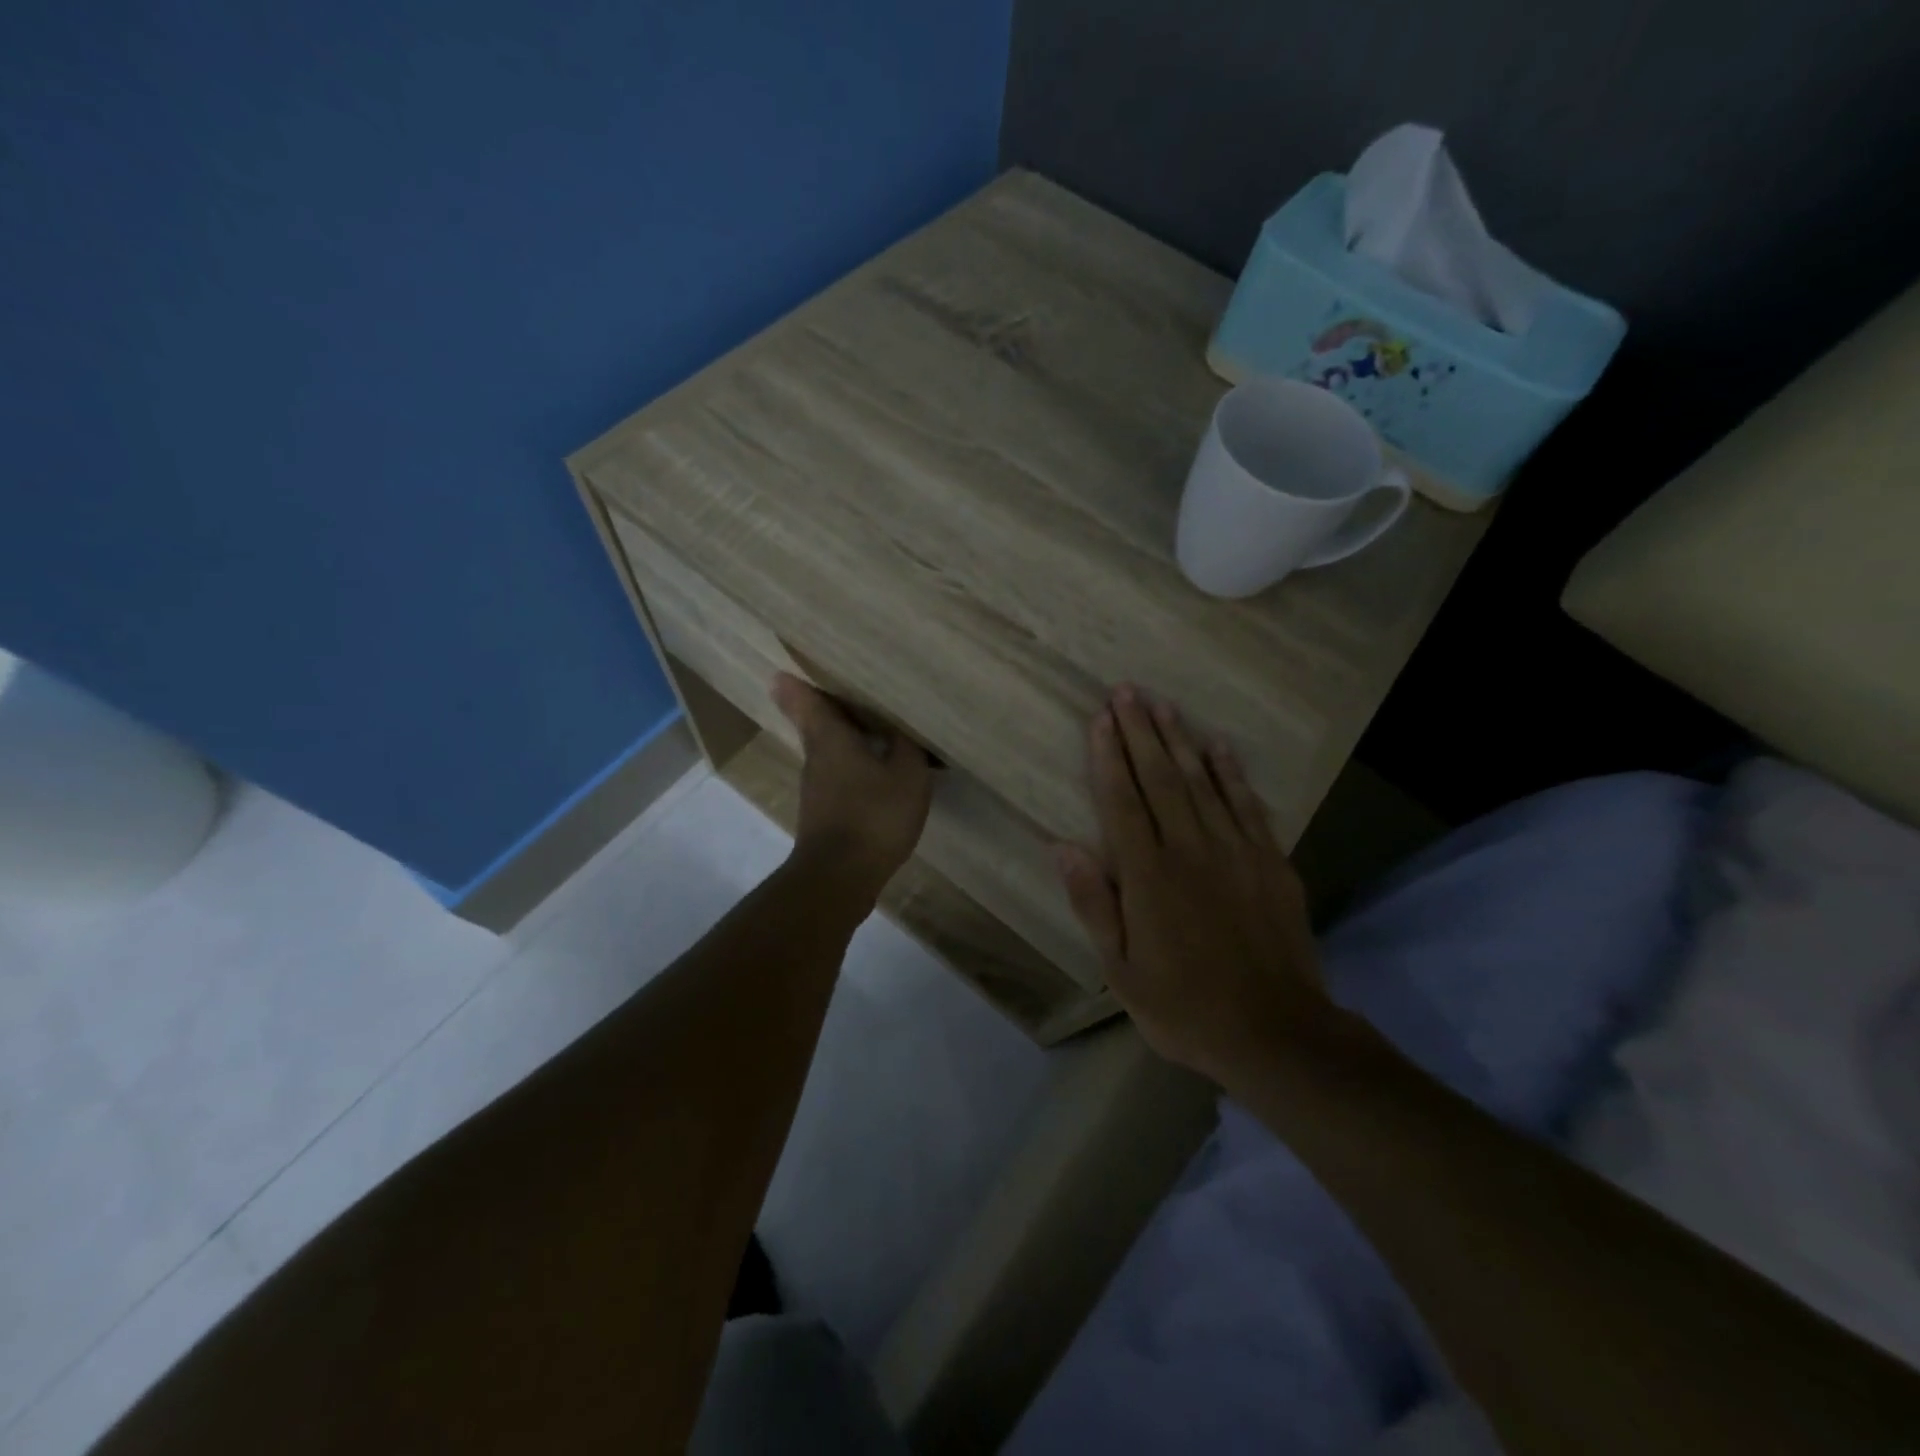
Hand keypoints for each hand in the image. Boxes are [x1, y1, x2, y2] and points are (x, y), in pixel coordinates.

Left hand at [772, 673, 933, 900]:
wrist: (840, 877)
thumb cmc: (874, 816)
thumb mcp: (906, 775)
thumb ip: (906, 745)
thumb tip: (901, 725)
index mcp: (830, 738)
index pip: (806, 700)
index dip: (798, 683)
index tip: (789, 668)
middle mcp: (816, 757)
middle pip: (816, 723)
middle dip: (828, 706)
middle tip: (848, 688)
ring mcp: (816, 788)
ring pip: (828, 750)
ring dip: (845, 737)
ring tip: (874, 725)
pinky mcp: (824, 812)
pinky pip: (839, 774)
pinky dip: (854, 765)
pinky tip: (878, 771)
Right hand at [1055, 685, 1329, 1085]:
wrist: (1276, 1032)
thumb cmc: (1185, 1006)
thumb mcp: (1121, 970)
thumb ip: (1094, 903)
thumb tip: (1062, 847)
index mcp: (1148, 875)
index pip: (1122, 801)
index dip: (1108, 756)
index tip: (1100, 718)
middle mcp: (1190, 849)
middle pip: (1160, 778)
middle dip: (1141, 731)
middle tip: (1127, 691)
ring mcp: (1235, 851)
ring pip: (1202, 782)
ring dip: (1180, 740)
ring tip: (1164, 704)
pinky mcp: (1270, 862)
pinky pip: (1247, 805)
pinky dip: (1231, 772)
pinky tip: (1219, 746)